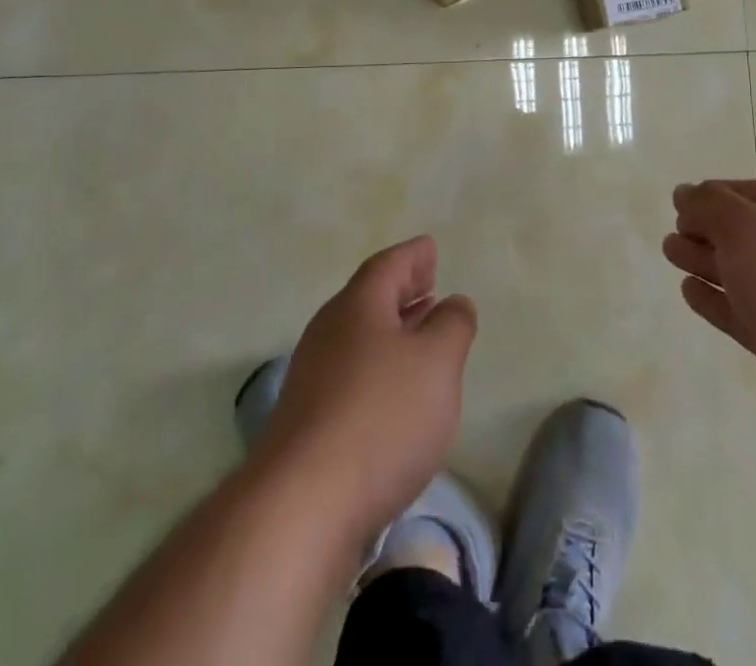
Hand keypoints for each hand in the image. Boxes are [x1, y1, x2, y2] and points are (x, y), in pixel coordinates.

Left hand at [256, 236, 476, 547]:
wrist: (302, 506)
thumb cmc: (382, 417)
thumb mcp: (437, 362)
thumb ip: (452, 325)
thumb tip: (454, 303)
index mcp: (358, 305)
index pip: (388, 265)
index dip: (413, 256)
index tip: (430, 249)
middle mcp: (329, 331)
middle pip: (369, 298)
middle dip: (401, 290)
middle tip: (428, 284)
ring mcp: (313, 377)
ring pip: (359, 337)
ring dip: (391, 331)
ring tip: (419, 334)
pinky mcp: (307, 421)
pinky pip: (350, 374)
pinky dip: (377, 367)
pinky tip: (394, 392)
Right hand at [664, 180, 755, 455]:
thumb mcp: (745, 227)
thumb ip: (709, 205)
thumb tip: (684, 192)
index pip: (747, 194)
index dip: (712, 195)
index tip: (678, 203)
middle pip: (742, 233)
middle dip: (705, 228)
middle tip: (671, 233)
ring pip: (738, 272)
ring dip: (704, 260)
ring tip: (671, 253)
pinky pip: (739, 311)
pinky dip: (713, 299)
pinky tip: (688, 291)